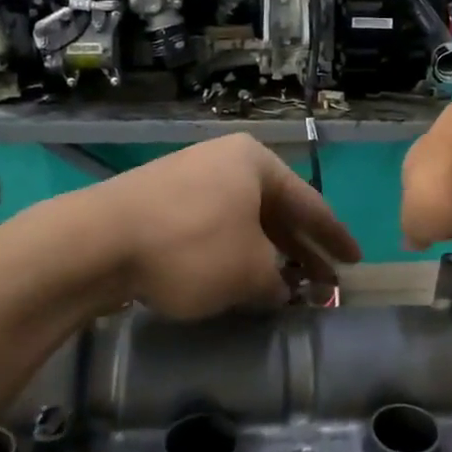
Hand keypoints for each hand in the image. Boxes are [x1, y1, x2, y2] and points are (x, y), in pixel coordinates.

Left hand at [100, 135, 361, 318]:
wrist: (96, 242)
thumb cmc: (192, 247)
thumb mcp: (250, 272)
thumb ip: (277, 283)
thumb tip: (281, 290)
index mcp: (255, 163)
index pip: (310, 204)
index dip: (335, 238)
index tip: (355, 261)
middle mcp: (225, 162)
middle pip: (276, 211)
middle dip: (300, 250)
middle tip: (324, 282)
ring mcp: (189, 179)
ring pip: (242, 221)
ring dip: (266, 255)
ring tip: (285, 287)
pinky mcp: (159, 202)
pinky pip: (212, 227)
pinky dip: (232, 253)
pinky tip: (237, 280)